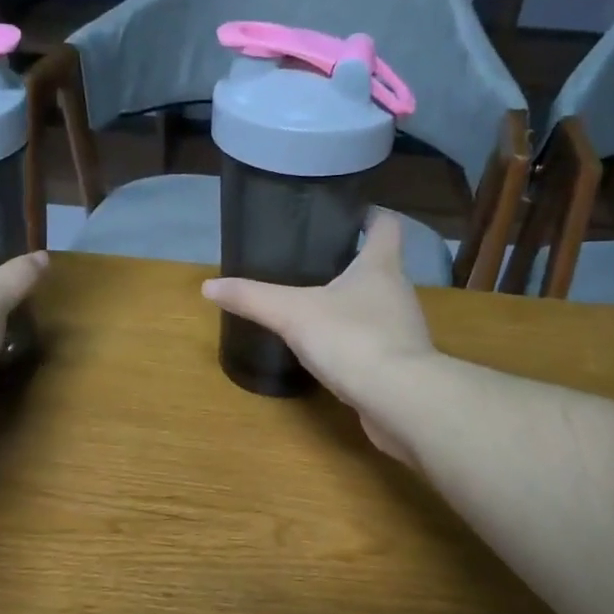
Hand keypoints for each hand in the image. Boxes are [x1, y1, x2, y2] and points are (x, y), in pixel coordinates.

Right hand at [203, 212, 437, 463]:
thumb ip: (253, 298)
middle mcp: (399, 292)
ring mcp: (404, 330)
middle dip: (351, 263)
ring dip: (353, 304)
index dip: (369, 214)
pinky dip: (356, 340)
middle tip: (313, 262)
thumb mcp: (292, 314)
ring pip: (378, 306)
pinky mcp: (402, 364)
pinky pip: (376, 342)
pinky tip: (331, 351)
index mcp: (380, 266)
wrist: (399, 399)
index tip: (347, 213)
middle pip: (380, 266)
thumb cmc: (351, 339)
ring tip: (317, 306)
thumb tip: (208, 286)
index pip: (385, 225)